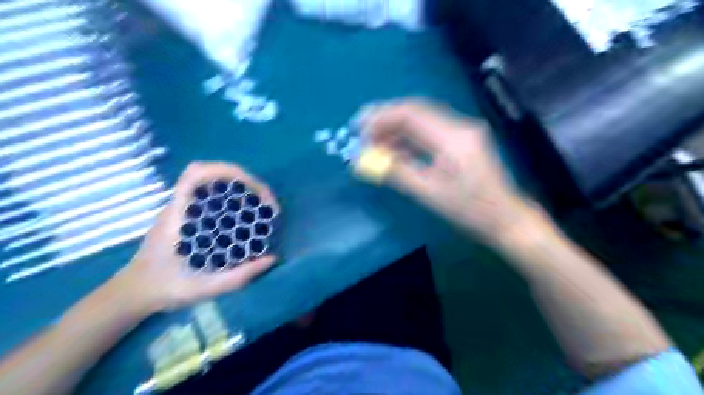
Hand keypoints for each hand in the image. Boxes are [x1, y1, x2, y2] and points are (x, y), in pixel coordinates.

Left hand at [109, 161, 277, 314]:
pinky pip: (217, 198)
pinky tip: (250, 217)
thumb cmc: (164, 288)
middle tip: (268, 204)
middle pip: (213, 175)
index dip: (225, 170)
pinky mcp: (192, 216)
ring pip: (217, 184)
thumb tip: (272, 258)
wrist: (136, 293)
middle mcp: (182, 206)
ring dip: (244, 189)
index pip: (195, 175)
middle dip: (246, 182)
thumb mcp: (204, 288)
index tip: (253, 188)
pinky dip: (237, 200)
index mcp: (178, 216)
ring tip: (264, 209)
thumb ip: (238, 277)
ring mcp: (187, 210)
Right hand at [360, 99, 530, 239]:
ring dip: (396, 128)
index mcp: (453, 138)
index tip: (359, 128)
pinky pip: (430, 131)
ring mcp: (463, 130)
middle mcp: (460, 125)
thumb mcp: (428, 194)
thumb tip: (365, 161)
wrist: (505, 217)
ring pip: (422, 119)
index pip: (411, 114)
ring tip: (374, 143)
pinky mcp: (462, 139)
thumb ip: (396, 173)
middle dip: (386, 119)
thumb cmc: (469, 210)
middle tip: (362, 132)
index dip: (381, 117)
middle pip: (416, 111)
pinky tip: (395, 149)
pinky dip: (409, 137)